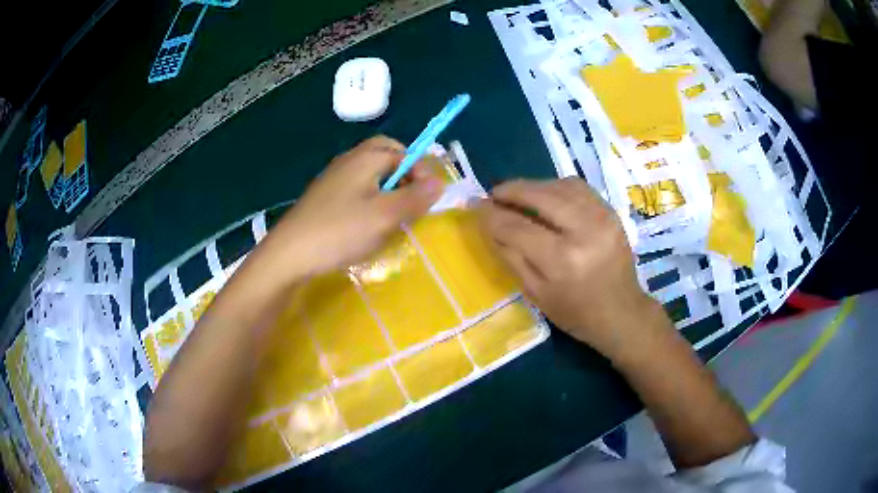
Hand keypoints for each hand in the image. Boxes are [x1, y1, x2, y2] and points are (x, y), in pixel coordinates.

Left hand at [254, 136, 443, 283]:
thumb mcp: (384, 216)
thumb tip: (440, 182)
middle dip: (403, 172)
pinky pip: (355, 188)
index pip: (402, 151)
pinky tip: (367, 222)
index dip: (420, 170)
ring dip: (387, 186)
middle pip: (383, 154)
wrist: (289, 254)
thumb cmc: (339, 231)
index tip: (428, 197)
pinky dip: (370, 197)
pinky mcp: (324, 198)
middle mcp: (348, 161)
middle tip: (412, 198)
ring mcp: (333, 179)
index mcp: (365, 158)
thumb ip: (415, 198)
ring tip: (393, 214)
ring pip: (369, 172)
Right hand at [479, 177, 658, 358]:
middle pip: (540, 196)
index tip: (476, 207)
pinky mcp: (611, 212)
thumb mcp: (535, 293)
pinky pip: (578, 187)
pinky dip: (556, 186)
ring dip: (533, 186)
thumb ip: (510, 255)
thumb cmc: (575, 313)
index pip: (517, 227)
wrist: (622, 312)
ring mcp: (602, 217)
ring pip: (559, 186)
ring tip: (517, 194)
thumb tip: (488, 223)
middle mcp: (584, 231)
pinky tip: (545, 195)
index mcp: (562, 261)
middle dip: (511, 191)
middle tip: (494, 194)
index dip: (492, 215)